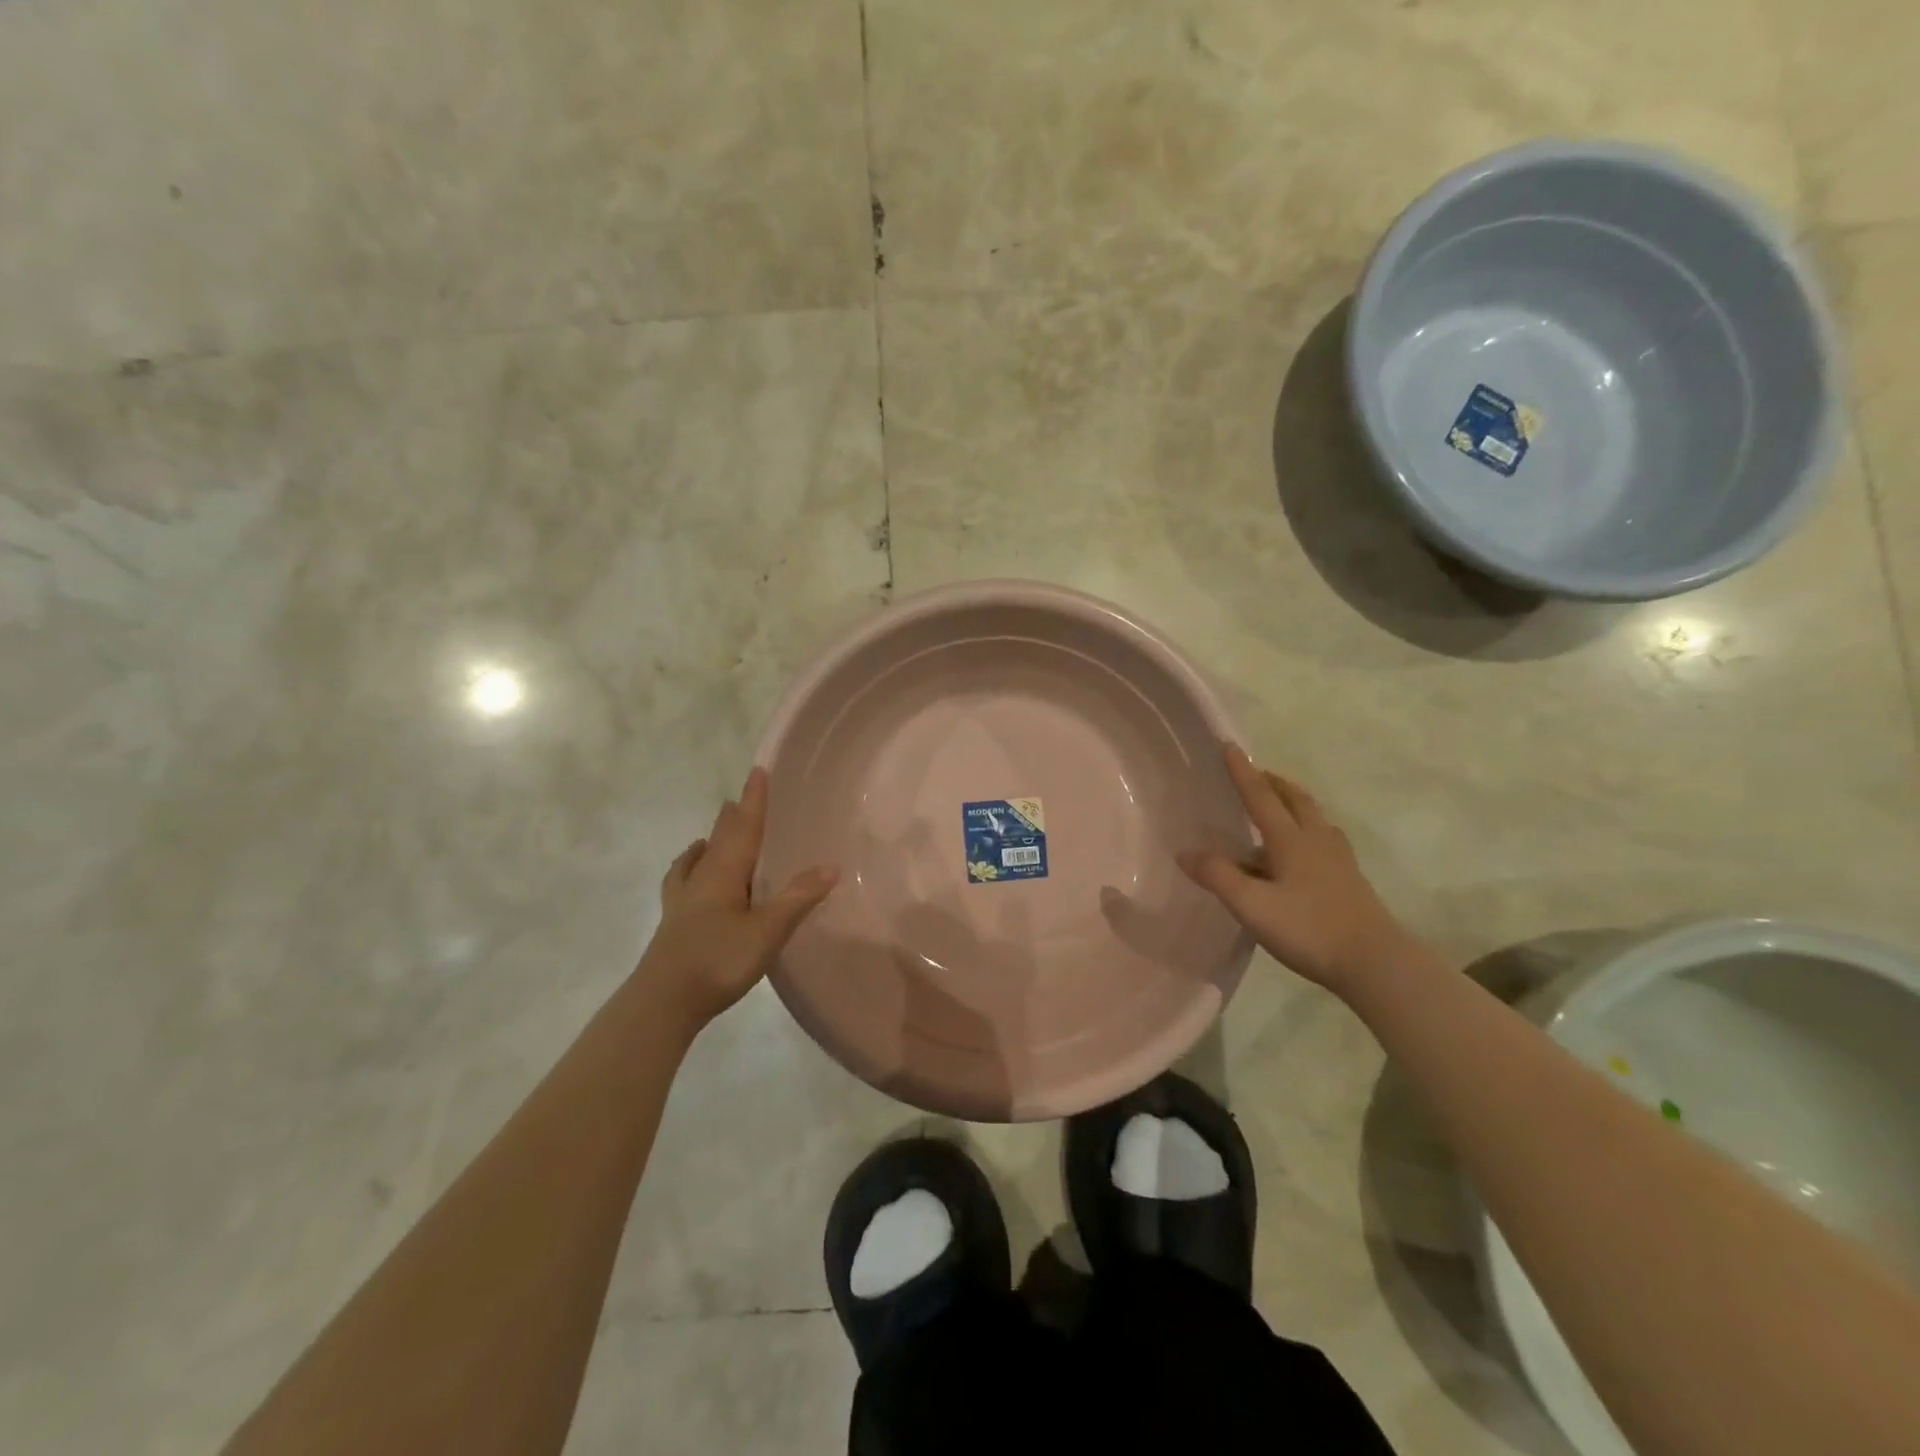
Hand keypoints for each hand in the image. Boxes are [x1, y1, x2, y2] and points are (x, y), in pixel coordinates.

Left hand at [640, 767, 837, 1029]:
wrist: (662, 1002)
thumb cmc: (718, 960)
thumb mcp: (767, 931)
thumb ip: (798, 898)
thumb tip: (831, 866)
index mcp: (724, 873)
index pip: (744, 828)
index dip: (754, 800)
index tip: (758, 771)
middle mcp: (702, 878)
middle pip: (719, 839)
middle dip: (732, 818)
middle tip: (740, 799)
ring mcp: (683, 901)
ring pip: (698, 860)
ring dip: (710, 841)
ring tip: (713, 834)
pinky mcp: (674, 922)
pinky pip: (682, 883)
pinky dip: (689, 870)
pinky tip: (688, 878)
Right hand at [1177, 745, 1414, 991]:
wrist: (1374, 962)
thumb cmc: (1308, 929)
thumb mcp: (1252, 906)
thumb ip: (1218, 876)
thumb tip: (1185, 852)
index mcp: (1290, 840)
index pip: (1261, 796)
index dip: (1242, 771)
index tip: (1229, 745)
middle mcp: (1316, 840)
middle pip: (1295, 799)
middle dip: (1273, 782)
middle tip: (1256, 773)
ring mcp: (1338, 859)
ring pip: (1314, 817)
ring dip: (1293, 801)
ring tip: (1278, 805)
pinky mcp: (1350, 879)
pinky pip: (1324, 839)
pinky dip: (1308, 829)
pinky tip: (1304, 849)